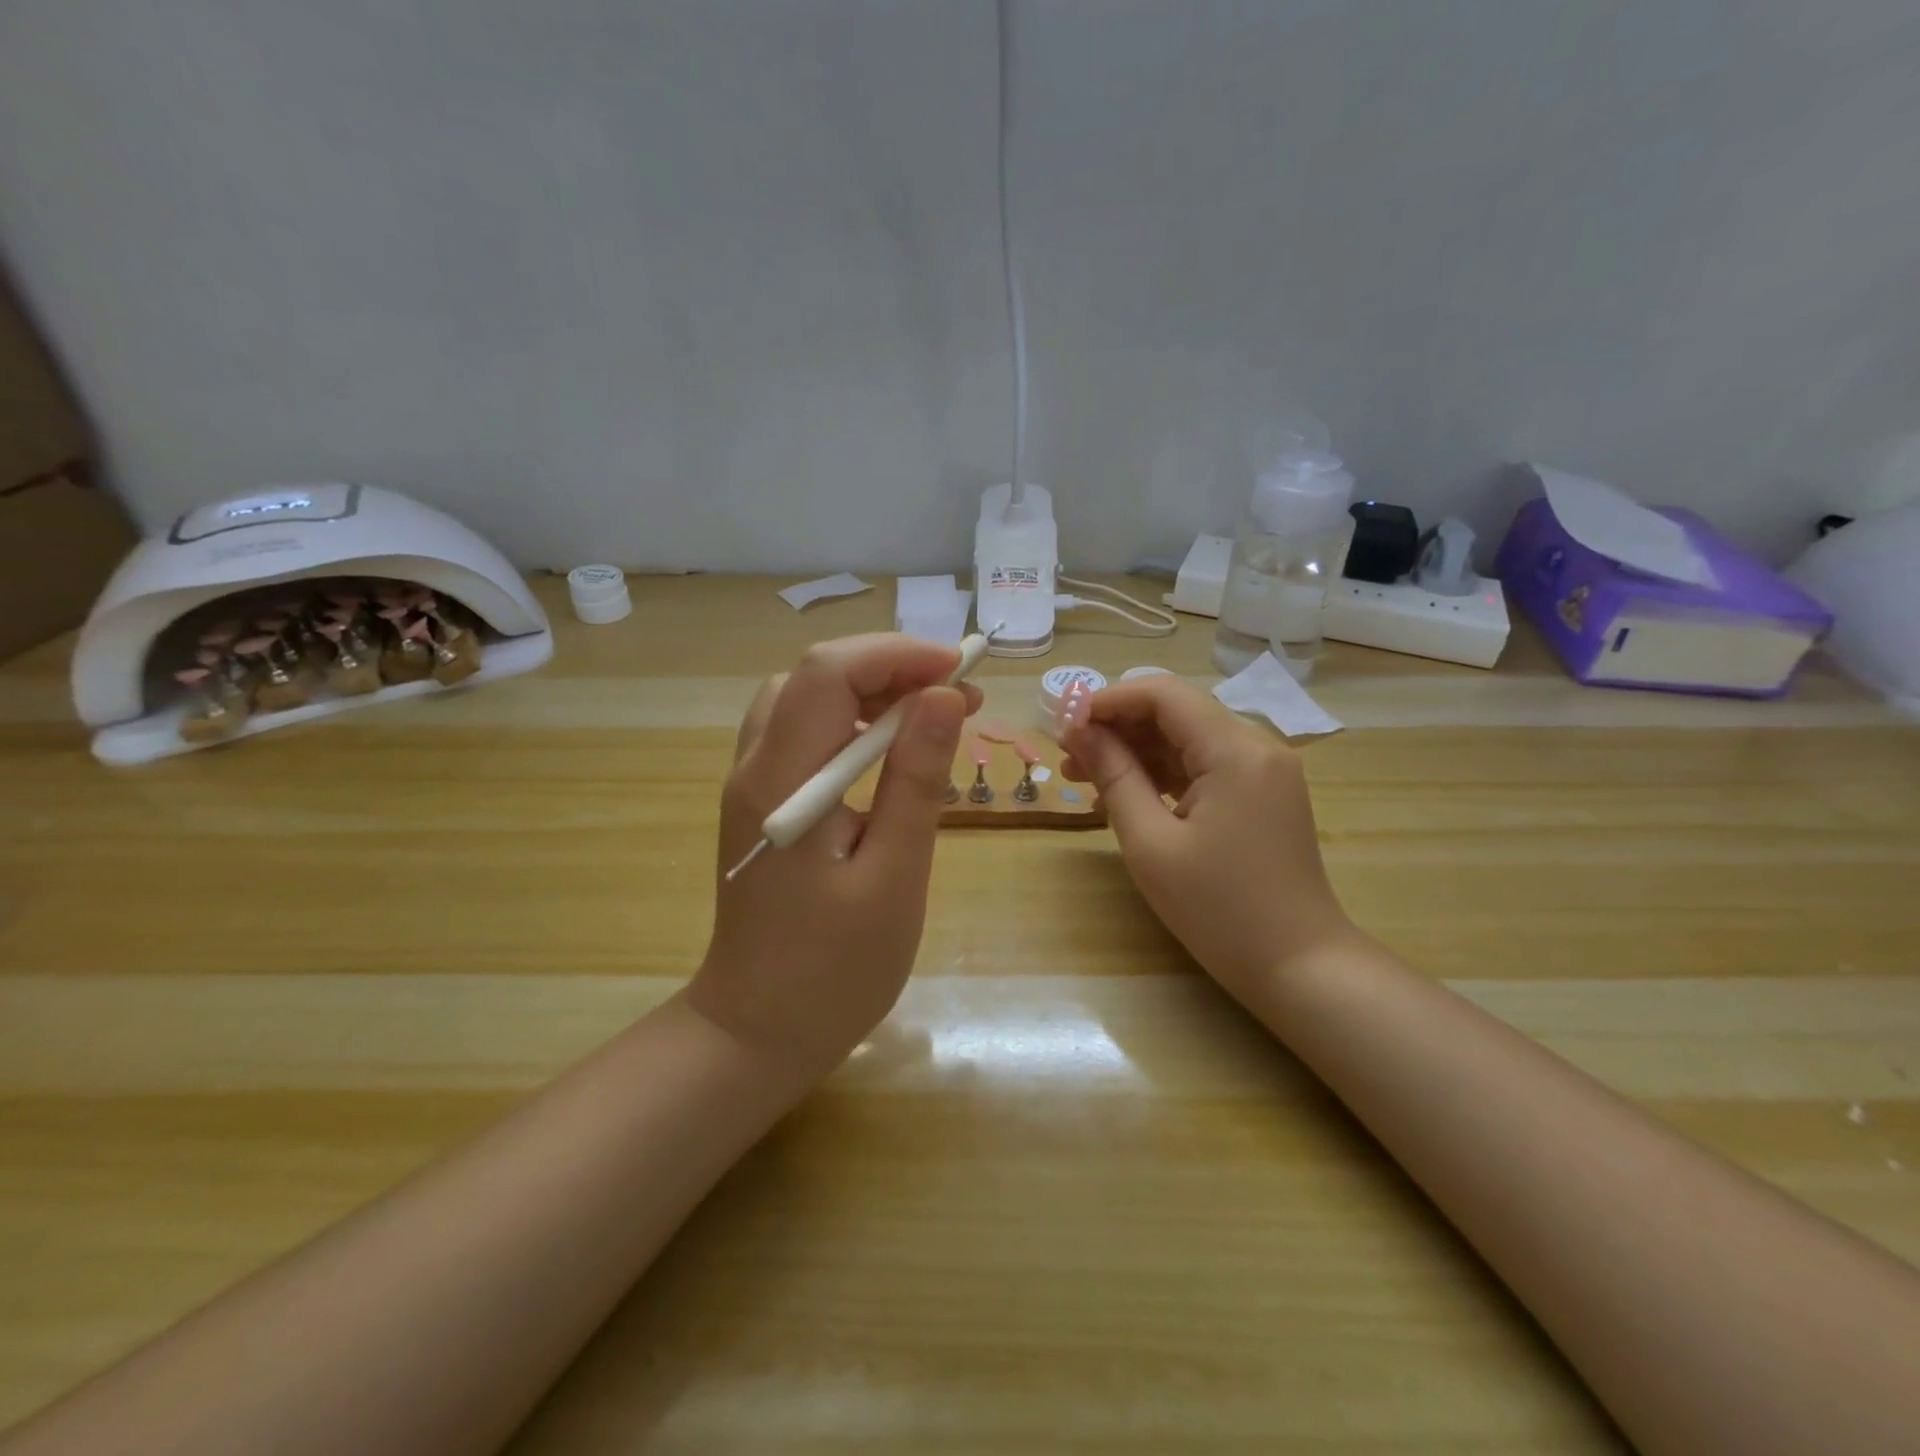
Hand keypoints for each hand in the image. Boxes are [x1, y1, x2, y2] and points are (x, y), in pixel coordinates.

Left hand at [688, 634, 977, 1082]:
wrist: (758, 1030)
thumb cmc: (834, 969)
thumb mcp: (893, 875)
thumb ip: (915, 780)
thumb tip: (942, 697)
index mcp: (783, 782)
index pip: (830, 672)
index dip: (898, 656)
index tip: (961, 673)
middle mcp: (754, 767)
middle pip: (815, 676)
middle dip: (891, 670)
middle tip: (959, 699)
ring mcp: (751, 784)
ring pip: (805, 699)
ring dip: (870, 692)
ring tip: (931, 717)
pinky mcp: (761, 804)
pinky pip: (802, 734)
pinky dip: (849, 723)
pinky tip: (888, 752)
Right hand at [1061, 674, 1353, 1006]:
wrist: (1299, 967)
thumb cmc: (1219, 910)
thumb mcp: (1151, 844)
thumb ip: (1114, 776)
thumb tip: (1078, 731)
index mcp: (1235, 751)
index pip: (1163, 695)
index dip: (1107, 700)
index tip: (1064, 725)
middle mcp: (1257, 747)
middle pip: (1175, 713)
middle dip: (1117, 728)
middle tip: (1067, 757)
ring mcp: (1264, 771)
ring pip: (1186, 740)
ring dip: (1135, 752)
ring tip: (1082, 779)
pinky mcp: (1262, 794)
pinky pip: (1203, 768)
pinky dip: (1161, 775)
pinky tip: (1123, 798)